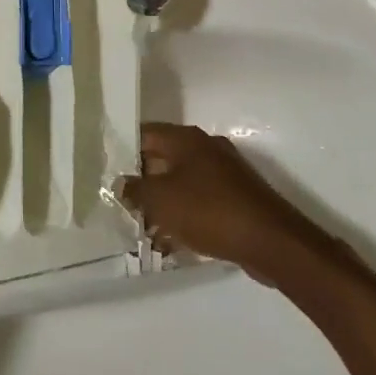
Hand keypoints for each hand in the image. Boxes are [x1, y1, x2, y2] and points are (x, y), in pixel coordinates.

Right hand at [120, 124, 324, 281]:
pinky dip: (183, 216)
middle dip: (141, 180)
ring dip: (162, 202)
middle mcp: (205, 148)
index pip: (144, 133)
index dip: (123, 149)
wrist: (270, 241)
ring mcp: (223, 173)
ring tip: (141, 226)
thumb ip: (135, 189)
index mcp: (186, 139)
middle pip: (162, 158)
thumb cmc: (208, 210)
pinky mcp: (234, 199)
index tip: (105, 168)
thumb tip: (121, 183)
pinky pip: (199, 202)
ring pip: (181, 182)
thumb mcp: (161, 200)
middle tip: (119, 201)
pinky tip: (170, 241)